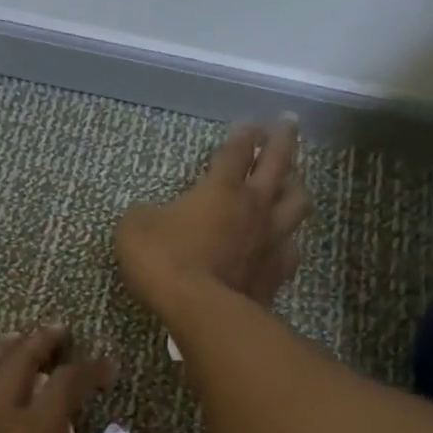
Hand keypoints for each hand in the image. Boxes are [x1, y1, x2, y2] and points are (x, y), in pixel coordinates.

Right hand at [115, 118, 308, 313]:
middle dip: (283, 140)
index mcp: (221, 188)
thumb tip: (150, 214)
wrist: (200, 310)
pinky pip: (292, 249)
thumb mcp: (135, 228)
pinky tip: (286, 242)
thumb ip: (146, 214)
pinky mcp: (277, 271)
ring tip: (294, 180)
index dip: (243, 135)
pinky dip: (290, 241)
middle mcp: (254, 206)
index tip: (248, 125)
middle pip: (279, 163)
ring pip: (297, 202)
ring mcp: (271, 239)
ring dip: (297, 186)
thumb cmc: (165, 261)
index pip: (237, 150)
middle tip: (288, 123)